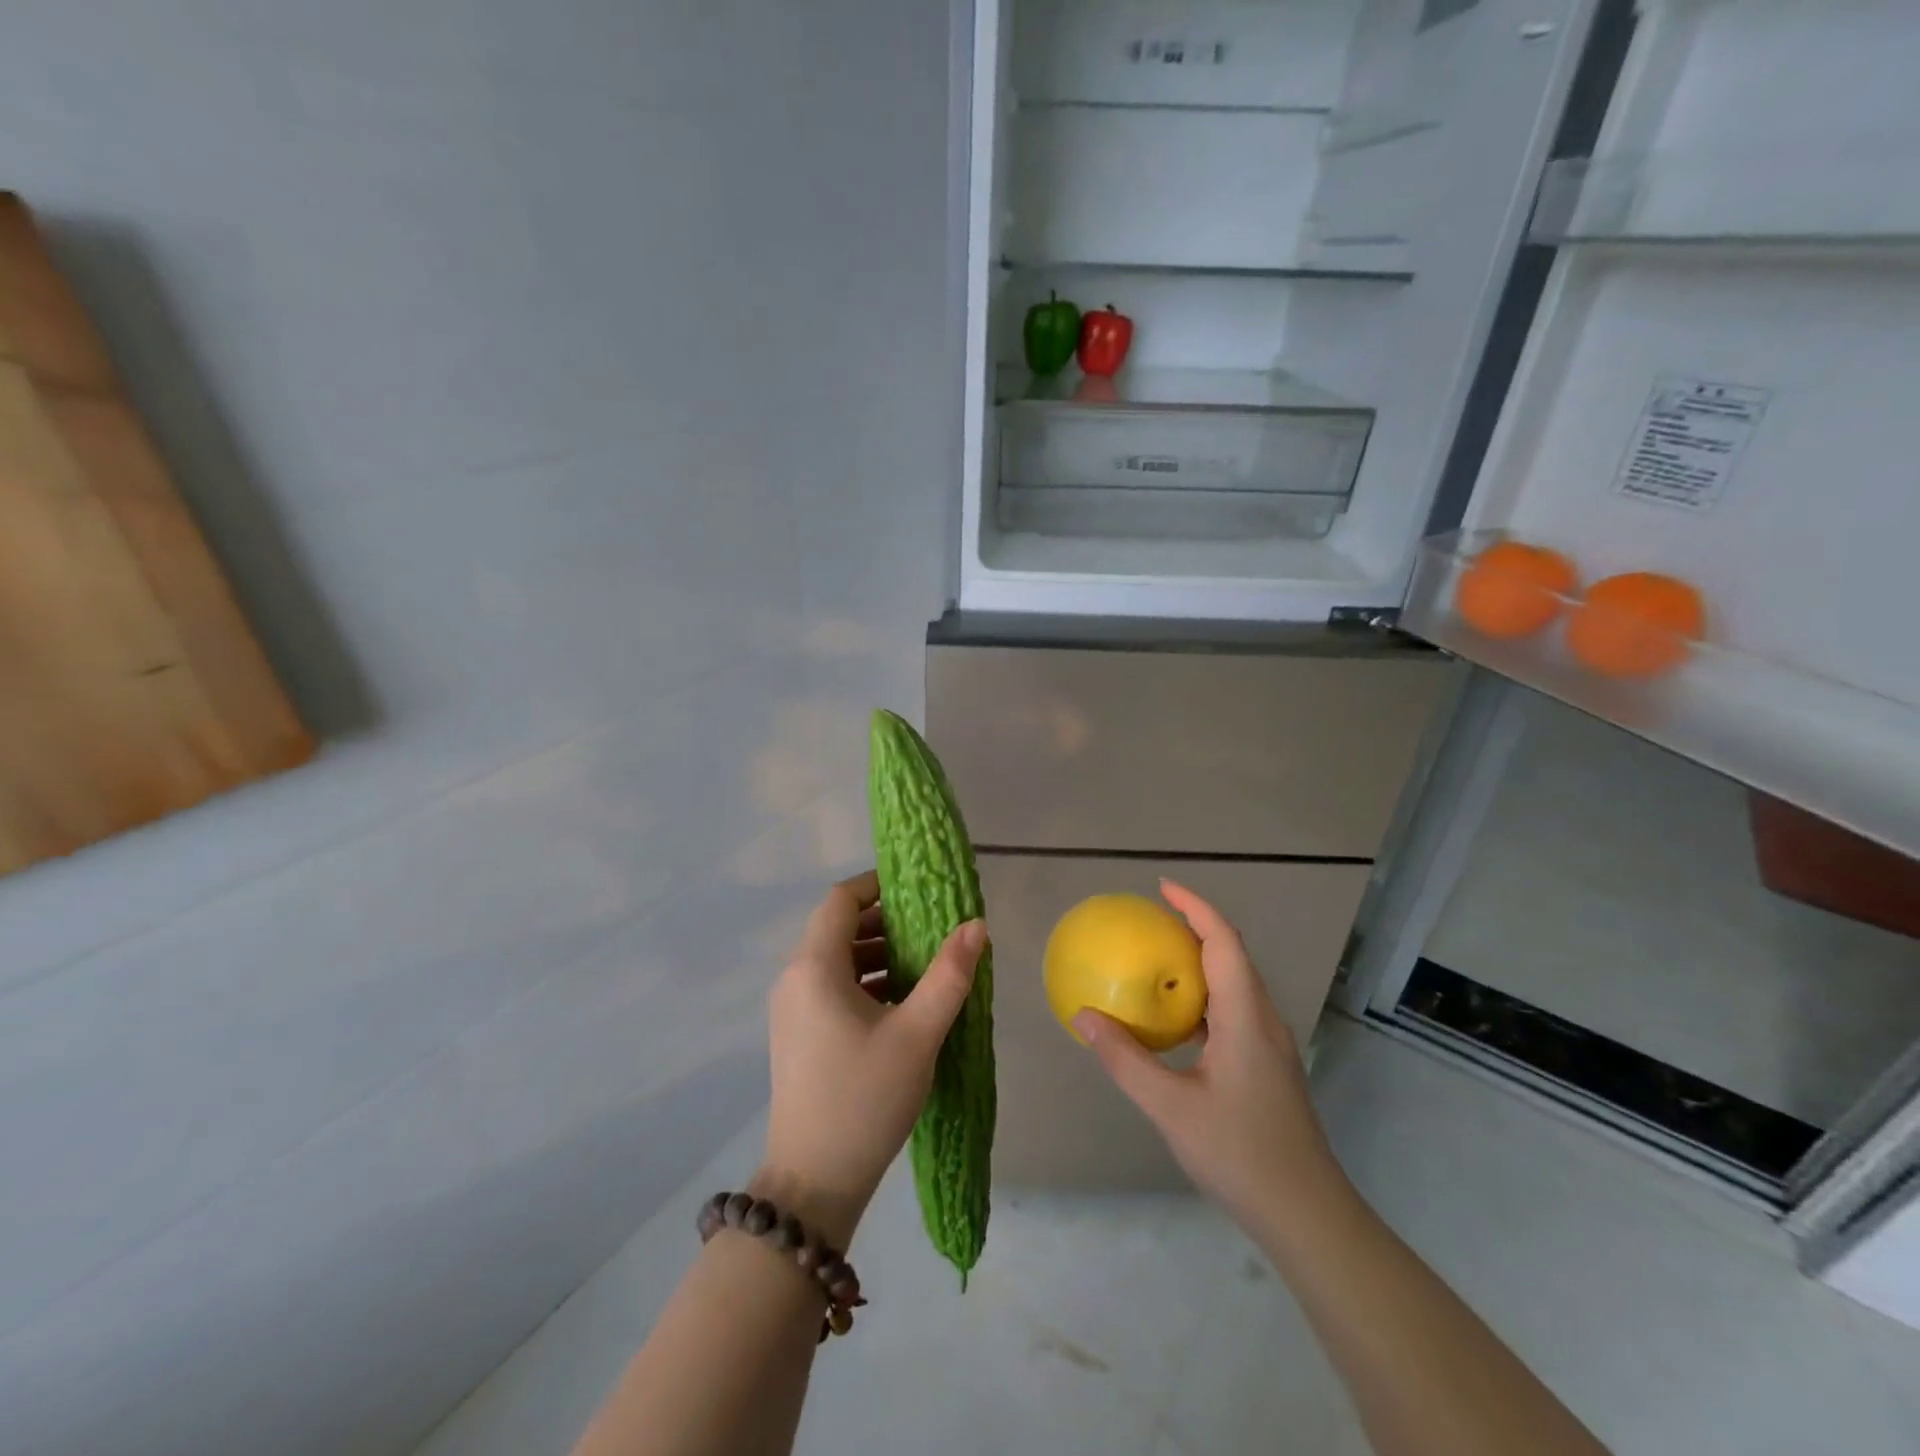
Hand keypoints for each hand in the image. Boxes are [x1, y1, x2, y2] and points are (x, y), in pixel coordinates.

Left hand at [758, 871, 985, 1248]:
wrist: (812, 1183)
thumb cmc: (865, 1099)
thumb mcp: (917, 1034)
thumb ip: (949, 975)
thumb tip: (976, 925)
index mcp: (815, 967)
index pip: (841, 900)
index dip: (877, 885)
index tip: (918, 890)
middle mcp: (794, 979)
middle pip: (839, 928)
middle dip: (886, 923)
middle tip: (932, 930)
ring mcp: (792, 1009)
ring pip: (836, 960)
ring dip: (878, 955)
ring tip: (925, 967)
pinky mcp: (798, 1035)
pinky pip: (831, 988)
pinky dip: (865, 982)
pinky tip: (902, 1004)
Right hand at [1074, 880, 1347, 1233]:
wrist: (1306, 1214)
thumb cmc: (1240, 1154)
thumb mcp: (1171, 1107)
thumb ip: (1126, 1059)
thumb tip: (1084, 1016)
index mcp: (1245, 1017)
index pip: (1223, 941)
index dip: (1195, 907)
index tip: (1162, 888)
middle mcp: (1263, 1019)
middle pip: (1232, 954)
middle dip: (1195, 927)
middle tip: (1150, 920)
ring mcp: (1269, 1043)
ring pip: (1235, 983)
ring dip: (1200, 961)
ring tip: (1157, 959)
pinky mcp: (1266, 1064)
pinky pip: (1233, 1010)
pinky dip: (1203, 996)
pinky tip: (1175, 1019)